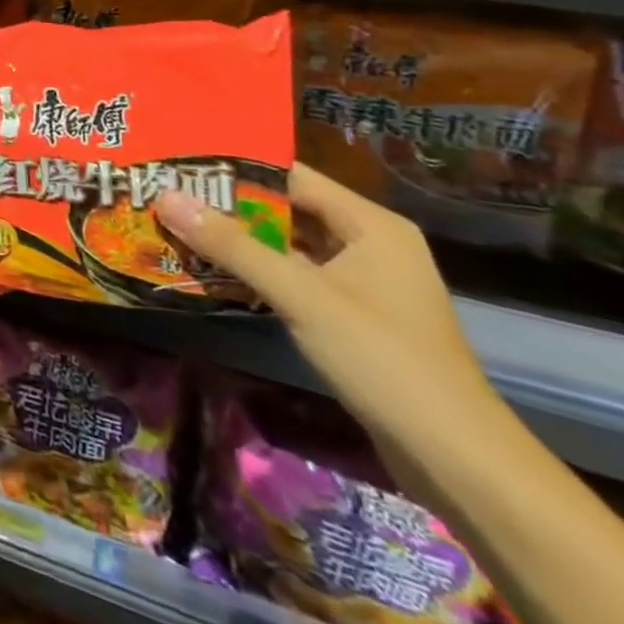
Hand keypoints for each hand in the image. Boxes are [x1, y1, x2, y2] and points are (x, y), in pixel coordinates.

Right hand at [156, 163, 507, 492]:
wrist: (457, 461)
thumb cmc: (383, 361)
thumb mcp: (300, 296)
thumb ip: (232, 245)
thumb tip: (166, 196)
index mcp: (371, 225)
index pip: (291, 175)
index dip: (236, 167)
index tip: (181, 162)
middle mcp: (370, 244)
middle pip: (288, 209)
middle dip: (229, 205)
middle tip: (168, 193)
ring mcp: (363, 283)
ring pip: (289, 246)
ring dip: (240, 240)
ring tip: (178, 225)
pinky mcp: (353, 316)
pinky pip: (296, 277)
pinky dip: (258, 272)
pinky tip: (212, 271)